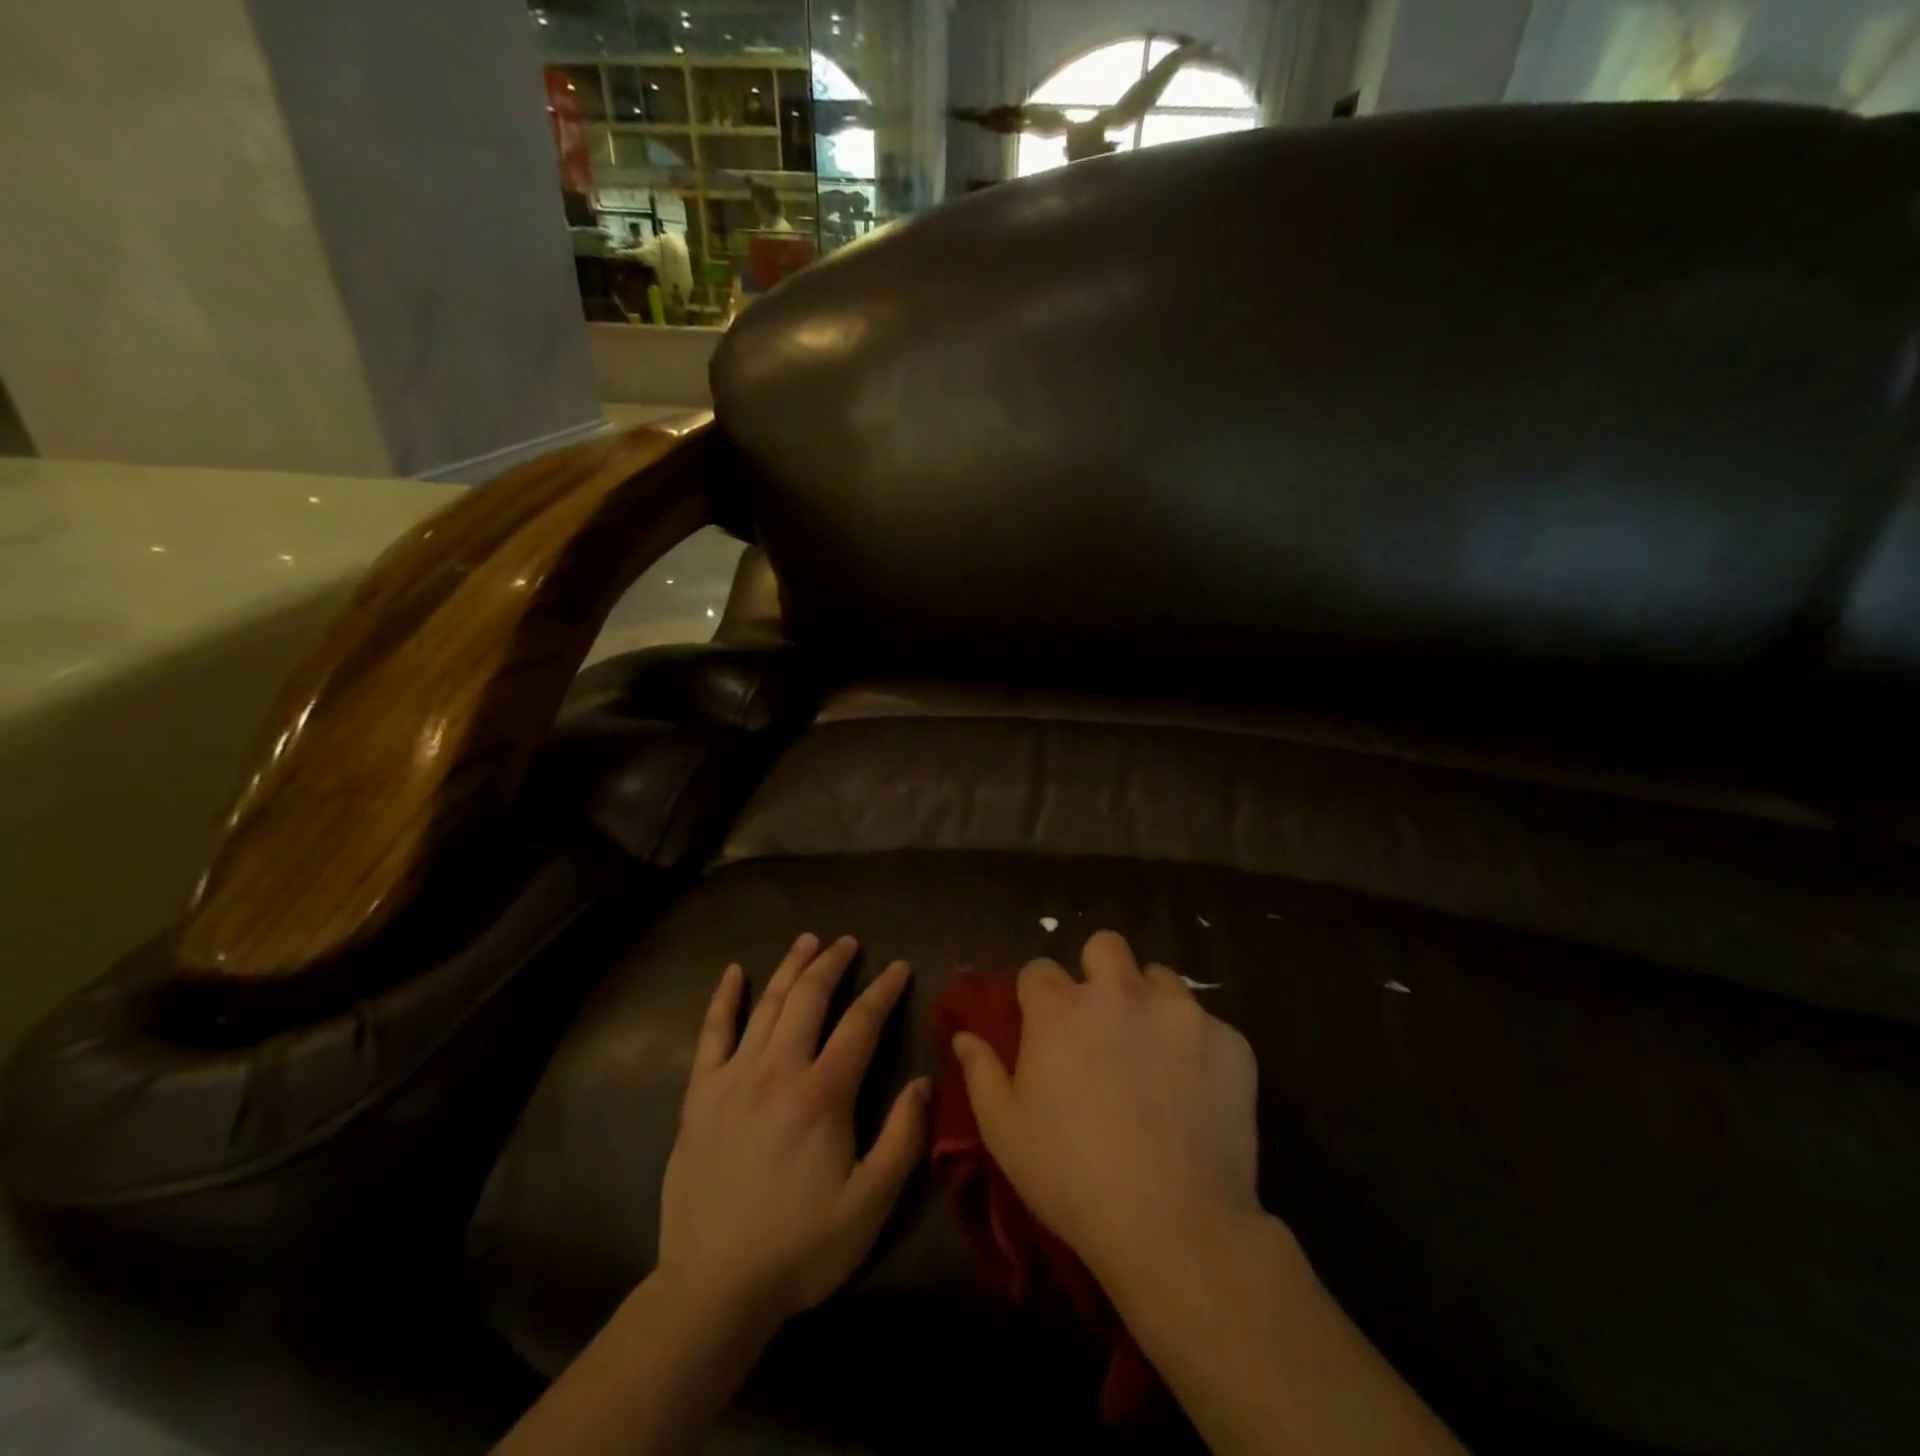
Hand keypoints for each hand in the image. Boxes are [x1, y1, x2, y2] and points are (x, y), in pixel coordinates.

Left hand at [657, 933, 928, 1323]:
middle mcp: (778, 1070)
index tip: (900, 967)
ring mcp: (733, 1078)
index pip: (860, 1023)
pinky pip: (711, 1034)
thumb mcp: (870, 1205)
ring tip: (808, 941)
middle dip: (833, 963)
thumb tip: (923, 1082)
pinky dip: (724, 999)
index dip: (884, 991)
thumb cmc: (801, 1247)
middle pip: (809, 998)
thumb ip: (902, 1139)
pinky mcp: (699, 1095)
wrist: (713, 1288)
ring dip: (789, 967)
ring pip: (766, 1005)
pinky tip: (733, 973)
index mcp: (823, 1094)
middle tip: (848, 943)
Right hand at [951, 930, 1261, 1288]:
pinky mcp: (1229, 1041)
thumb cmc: (1072, 1178)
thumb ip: (980, 1072)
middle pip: (1105, 946)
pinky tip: (1196, 1091)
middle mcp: (1119, 993)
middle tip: (1102, 1019)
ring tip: (1153, 1051)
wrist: (1175, 1226)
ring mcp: (1180, 1012)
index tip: (1042, 1026)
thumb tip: (964, 1035)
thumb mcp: (1005, 1132)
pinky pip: (1208, 1024)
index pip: (1039, 968)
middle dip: (1099, 970)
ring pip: (1161, 977)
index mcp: (1061, 1010)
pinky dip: (1197, 1046)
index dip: (1037, 995)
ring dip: (1150, 1002)